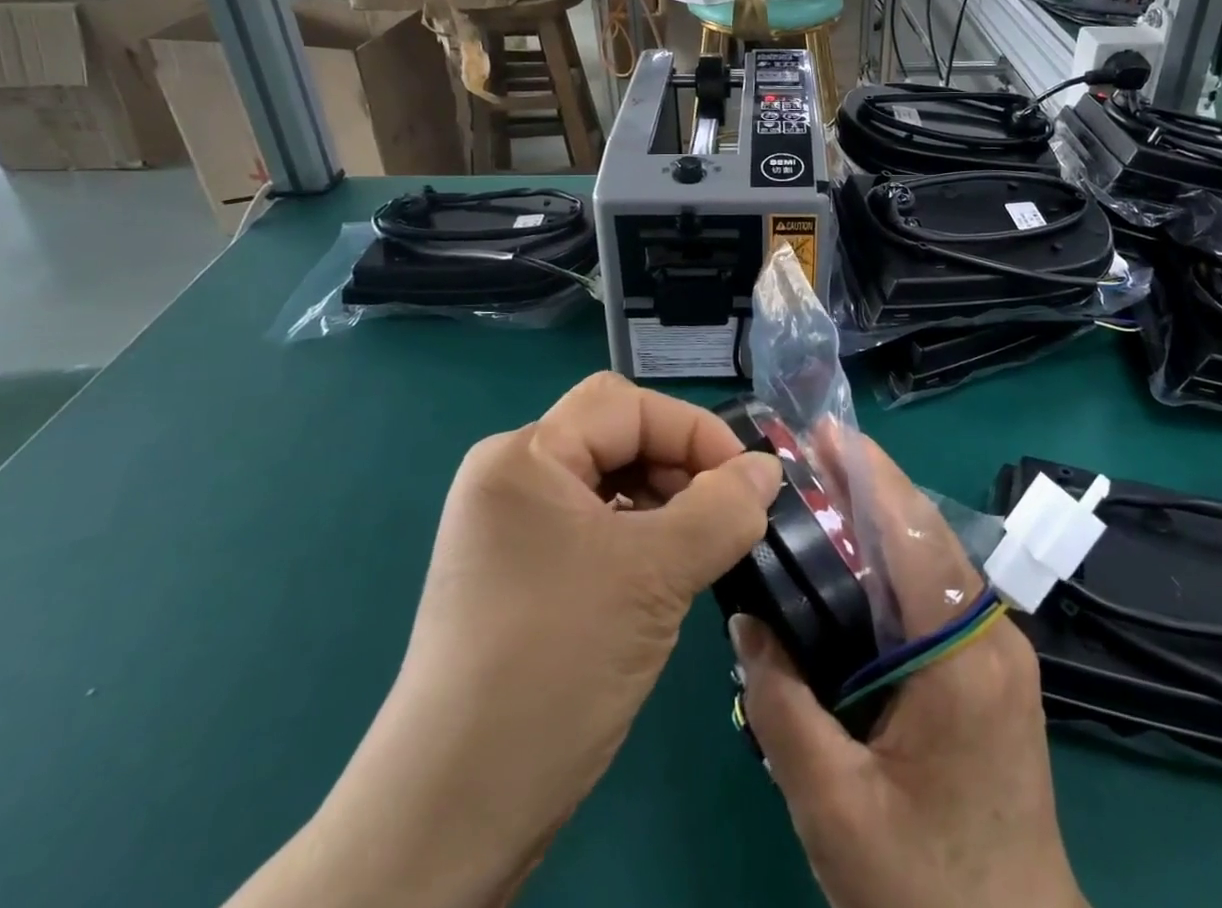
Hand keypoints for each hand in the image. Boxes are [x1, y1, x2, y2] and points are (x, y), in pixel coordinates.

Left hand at [226, 373, 781, 907]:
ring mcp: (511, 531)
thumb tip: (768, 467)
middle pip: (616, 438)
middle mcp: (510, 479)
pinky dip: (641, 539)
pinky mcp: (521, 577)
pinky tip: (667, 578)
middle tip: (728, 517)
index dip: (693, 431)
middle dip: (680, 467)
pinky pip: (595, 529)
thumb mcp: (654, 575)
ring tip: (704, 549)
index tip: (747, 481)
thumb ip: (723, 509)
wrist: (453, 815)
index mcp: (525, 457)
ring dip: (666, 505)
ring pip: (610, 485)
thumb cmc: (555, 663)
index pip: (626, 405)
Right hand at [731, 442, 1086, 907]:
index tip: (826, 431)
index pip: (912, 534)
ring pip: (936, 559)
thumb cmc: (926, 891)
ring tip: (826, 489)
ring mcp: (1000, 653)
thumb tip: (747, 622)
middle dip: (872, 483)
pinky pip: (940, 594)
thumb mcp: (835, 808)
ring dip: (884, 517)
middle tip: (813, 450)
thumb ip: (784, 708)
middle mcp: (991, 635)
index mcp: (962, 655)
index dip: (868, 475)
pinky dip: (897, 560)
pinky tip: (857, 561)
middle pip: (927, 534)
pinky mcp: (994, 672)